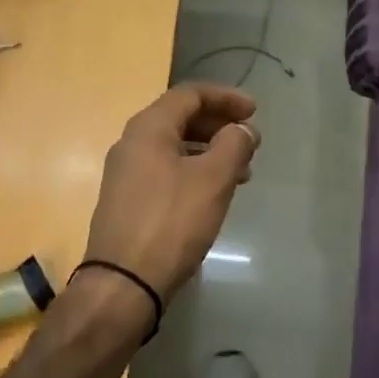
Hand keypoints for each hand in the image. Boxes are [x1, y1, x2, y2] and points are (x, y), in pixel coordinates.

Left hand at [81, 83, 260, 323]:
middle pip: (181, 118)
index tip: (255, 111)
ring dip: (211, 151)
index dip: (226, 97)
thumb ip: (234, 144)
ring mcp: (126, 174)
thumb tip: (242, 129)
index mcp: (148, 128)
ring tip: (242, 171)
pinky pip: (167, 171)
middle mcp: (132, 143)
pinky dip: (195, 171)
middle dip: (220, 125)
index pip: (190, 94)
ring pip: (175, 147)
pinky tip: (214, 193)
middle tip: (250, 141)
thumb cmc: (172, 222)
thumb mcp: (213, 179)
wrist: (123, 282)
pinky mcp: (129, 201)